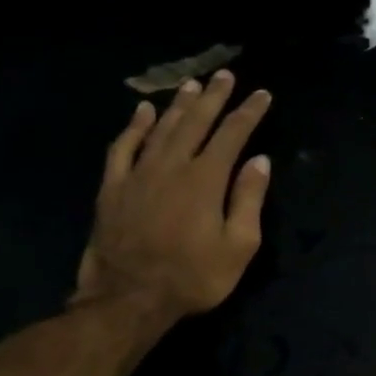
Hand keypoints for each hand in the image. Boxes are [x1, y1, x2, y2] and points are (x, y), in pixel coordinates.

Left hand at [73, 70, 272, 319]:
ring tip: (192, 85)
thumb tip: (260, 161)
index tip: (262, 94)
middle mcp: (172, 166)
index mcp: (206, 179)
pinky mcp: (112, 187)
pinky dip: (134, 126)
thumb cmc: (192, 277)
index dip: (249, 112)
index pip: (233, 134)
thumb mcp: (238, 246)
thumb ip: (249, 199)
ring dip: (179, 104)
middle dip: (214, 97)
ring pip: (161, 128)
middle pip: (196, 122)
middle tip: (225, 75)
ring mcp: (138, 174)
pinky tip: (143, 111)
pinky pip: (123, 147)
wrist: (127, 300)